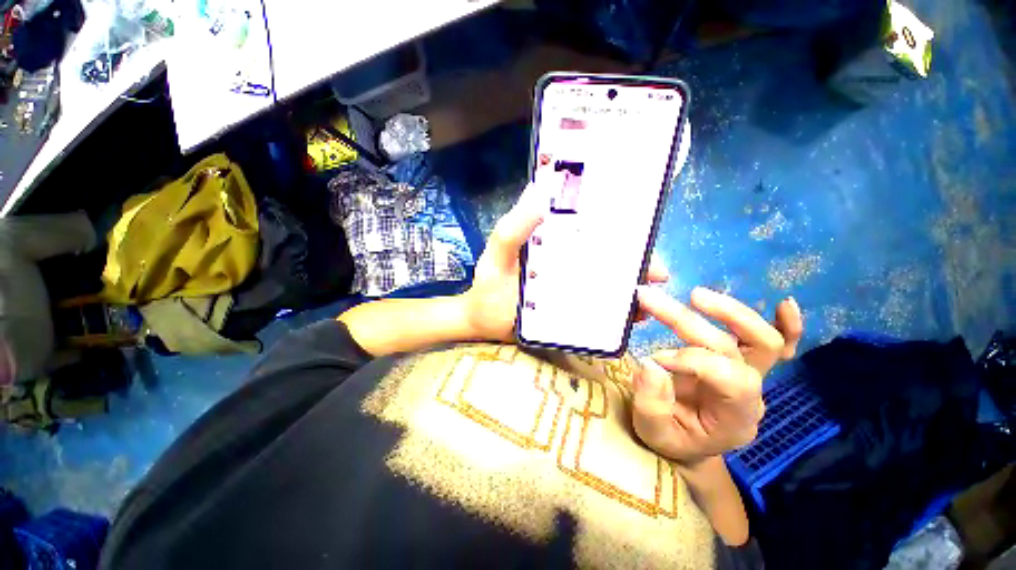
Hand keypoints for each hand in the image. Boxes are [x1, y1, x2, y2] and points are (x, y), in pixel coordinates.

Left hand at [460, 183, 672, 342]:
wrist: (483, 321)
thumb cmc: (489, 284)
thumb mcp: (497, 253)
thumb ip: (513, 229)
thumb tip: (540, 192)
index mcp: (555, 243)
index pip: (591, 229)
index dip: (618, 228)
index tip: (643, 232)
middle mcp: (569, 263)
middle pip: (609, 259)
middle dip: (636, 263)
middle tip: (657, 273)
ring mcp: (572, 289)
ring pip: (609, 285)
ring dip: (633, 290)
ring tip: (649, 299)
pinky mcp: (571, 313)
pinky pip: (600, 312)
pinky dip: (618, 314)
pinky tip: (633, 319)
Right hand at [632, 286, 802, 463]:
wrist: (688, 443)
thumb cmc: (670, 440)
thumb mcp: (652, 432)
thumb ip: (651, 403)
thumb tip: (651, 364)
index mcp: (734, 418)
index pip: (728, 377)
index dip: (691, 360)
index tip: (655, 359)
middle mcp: (751, 395)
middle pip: (733, 349)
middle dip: (687, 321)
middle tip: (649, 299)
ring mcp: (753, 377)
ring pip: (762, 341)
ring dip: (730, 313)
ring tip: (695, 295)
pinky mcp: (747, 365)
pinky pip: (779, 345)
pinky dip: (786, 325)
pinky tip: (785, 303)